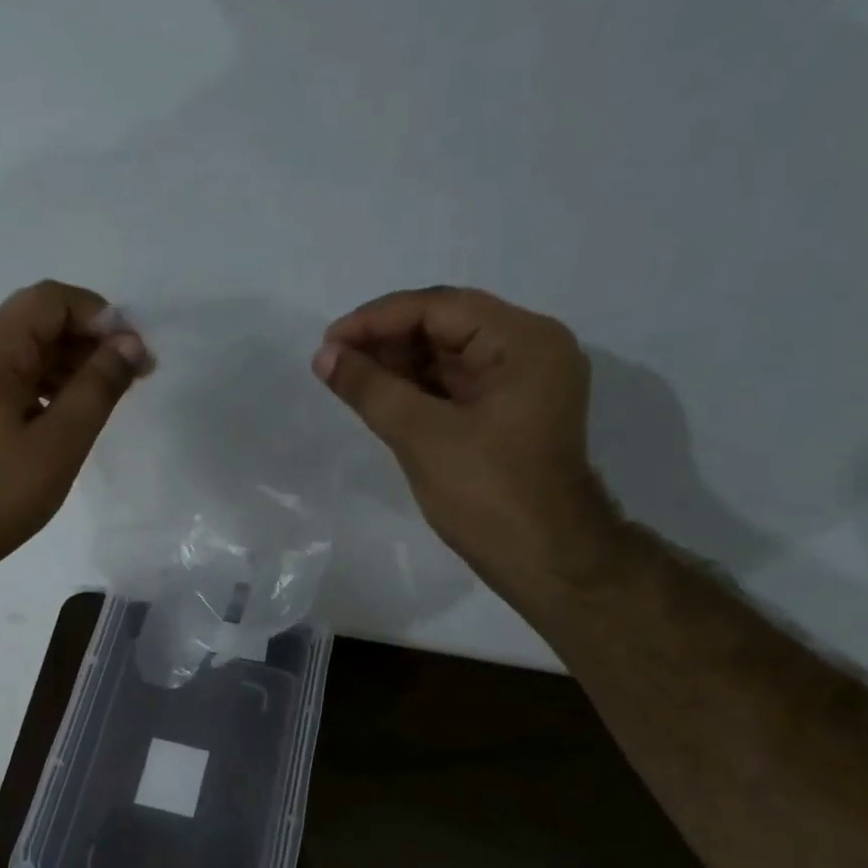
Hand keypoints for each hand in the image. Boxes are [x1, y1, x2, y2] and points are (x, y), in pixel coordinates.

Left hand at [0, 280, 150, 576]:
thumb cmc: (0, 493)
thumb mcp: (60, 441)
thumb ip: (98, 387)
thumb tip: (130, 343)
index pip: (50, 300)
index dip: (99, 316)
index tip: (134, 353)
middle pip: (38, 320)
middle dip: (89, 341)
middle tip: (132, 377)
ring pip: (27, 349)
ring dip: (71, 364)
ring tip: (109, 397)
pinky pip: (14, 375)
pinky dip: (48, 384)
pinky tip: (73, 413)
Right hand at [314, 286, 620, 602]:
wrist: (544, 559)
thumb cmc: (488, 494)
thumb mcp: (422, 436)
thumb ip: (371, 389)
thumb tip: (324, 356)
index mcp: (523, 341)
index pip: (440, 308)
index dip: (378, 320)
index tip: (329, 341)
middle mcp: (529, 351)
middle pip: (447, 327)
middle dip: (387, 342)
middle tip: (333, 362)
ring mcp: (522, 385)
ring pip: (449, 358)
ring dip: (398, 366)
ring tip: (347, 379)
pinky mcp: (509, 415)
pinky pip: (456, 388)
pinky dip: (417, 391)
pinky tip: (379, 398)